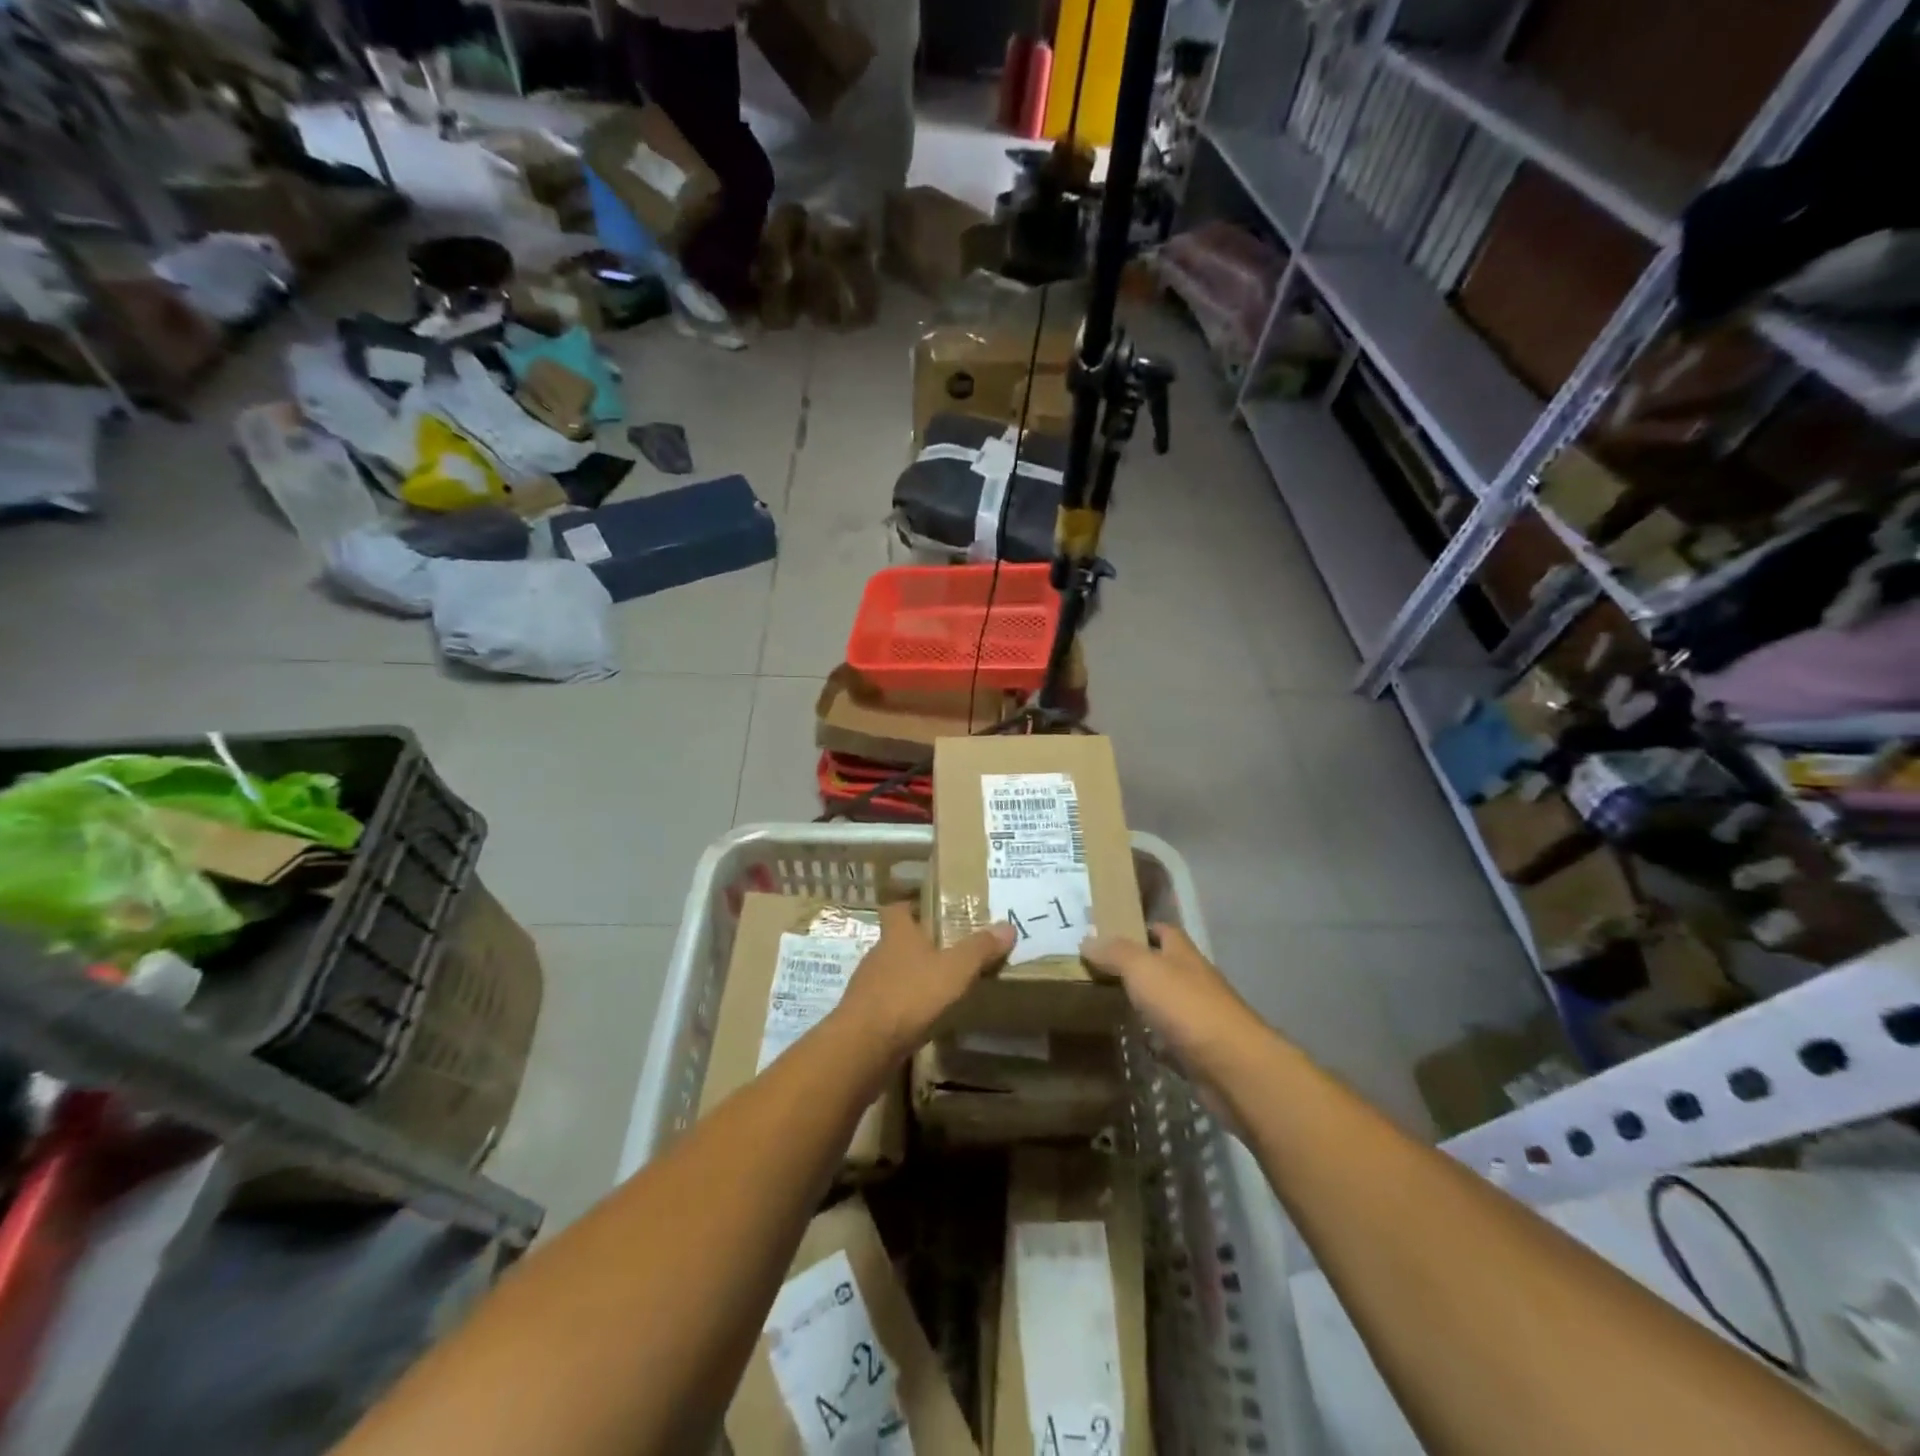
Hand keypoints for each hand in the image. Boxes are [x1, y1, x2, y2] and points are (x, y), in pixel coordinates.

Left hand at [835, 902, 1013, 1058]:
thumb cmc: (910, 995)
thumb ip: (980, 949)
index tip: (931, 909)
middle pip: (897, 941)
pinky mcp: (865, 1016)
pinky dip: (904, 1006)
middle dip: (919, 945)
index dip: (912, 906)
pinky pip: (888, 1003)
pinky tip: (922, 1018)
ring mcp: (868, 986)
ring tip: (940, 986)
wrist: (864, 1046)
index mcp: (897, 935)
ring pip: (892, 973)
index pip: (897, 909)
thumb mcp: (954, 970)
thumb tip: (1008, 926)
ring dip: (912, 977)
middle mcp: (878, 954)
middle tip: (949, 950)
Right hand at [1081, 924, 1259, 1076]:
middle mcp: (1194, 981)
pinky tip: (1134, 1041)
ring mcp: (1199, 1018)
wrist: (1231, 1067)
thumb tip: (1087, 939)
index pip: (1164, 931)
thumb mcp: (1143, 969)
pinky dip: (1154, 1040)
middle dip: (1138, 967)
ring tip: (1108, 1003)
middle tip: (1099, 970)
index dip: (1141, 928)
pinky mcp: (1198, 1052)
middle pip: (1165, 967)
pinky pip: (1170, 1040)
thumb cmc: (1186, 1006)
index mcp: (1183, 955)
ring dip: (1145, 1003)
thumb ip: (1115, 953)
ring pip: (1166, 1003)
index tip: (1112, 932)